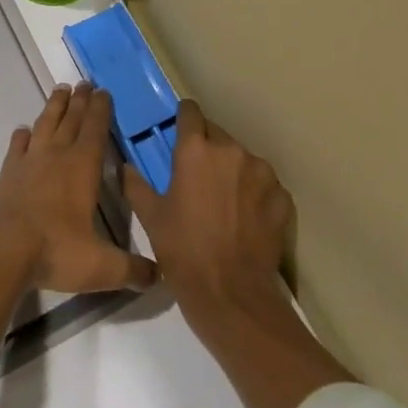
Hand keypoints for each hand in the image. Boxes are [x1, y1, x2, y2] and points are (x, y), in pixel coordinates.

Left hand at [0, 82, 157, 294]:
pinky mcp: (9, 172)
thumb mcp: (102, 267)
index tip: (104, 91)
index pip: (96, 129)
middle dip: (80, 100)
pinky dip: (23, 136)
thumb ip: (132, 270)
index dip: (101, 109)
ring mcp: (30, 160)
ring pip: (45, 123)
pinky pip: (18, 145)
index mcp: (83, 167)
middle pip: (71, 119)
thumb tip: (160, 277)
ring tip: (61, 90)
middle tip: (85, 82)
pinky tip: (24, 131)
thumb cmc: (57, 250)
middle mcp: (57, 154)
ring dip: (54, 106)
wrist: (3, 249)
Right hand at [122, 99, 292, 334]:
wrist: (232, 296)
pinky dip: (255, 192)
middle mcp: (230, 150)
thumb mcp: (150, 218)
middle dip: (207, 148)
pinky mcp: (281, 197)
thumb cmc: (183, 251)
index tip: (179, 133)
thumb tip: (125, 167)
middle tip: (197, 176)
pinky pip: (265, 183)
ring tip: (224, 198)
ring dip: (232, 169)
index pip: (190, 112)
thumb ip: (136, 185)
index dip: (183, 119)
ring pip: (242, 158)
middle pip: (217, 134)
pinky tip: (247, 216)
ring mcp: (261, 172)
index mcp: (195, 149)